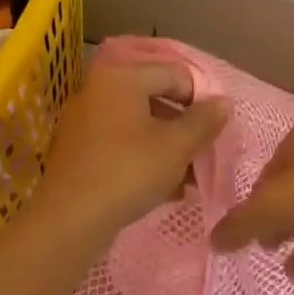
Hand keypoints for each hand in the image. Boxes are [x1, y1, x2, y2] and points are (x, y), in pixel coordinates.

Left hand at [33, 58, 229, 238]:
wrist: (70, 220)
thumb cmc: (129, 171)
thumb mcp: (177, 146)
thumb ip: (204, 120)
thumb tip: (224, 102)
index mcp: (122, 78)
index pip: (175, 74)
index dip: (201, 99)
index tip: (216, 129)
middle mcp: (99, 90)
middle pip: (156, 99)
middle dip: (185, 127)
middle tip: (204, 153)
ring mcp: (85, 122)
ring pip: (139, 126)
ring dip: (168, 147)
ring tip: (190, 178)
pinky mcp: (79, 151)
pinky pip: (121, 145)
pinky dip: (145, 159)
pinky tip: (166, 188)